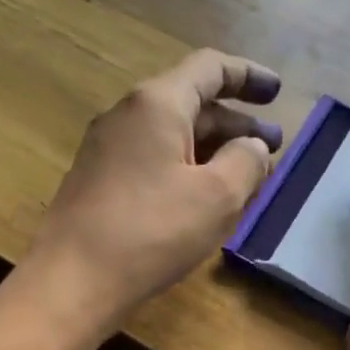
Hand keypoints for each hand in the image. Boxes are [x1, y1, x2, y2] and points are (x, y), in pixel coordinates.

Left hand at [24, 49, 284, 338]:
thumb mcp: (216, 197)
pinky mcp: (99, 183)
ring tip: (246, 177)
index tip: (277, 92)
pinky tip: (203, 200)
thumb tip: (253, 147)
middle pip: (191, 103)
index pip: (210, 68)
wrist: (72, 280)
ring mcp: (107, 150)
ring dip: (213, 150)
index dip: (248, 75)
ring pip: (172, 137)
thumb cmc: (151, 232)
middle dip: (236, 124)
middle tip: (273, 147)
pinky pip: (153, 161)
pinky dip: (187, 169)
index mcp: (157, 104)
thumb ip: (246, 163)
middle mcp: (127, 116)